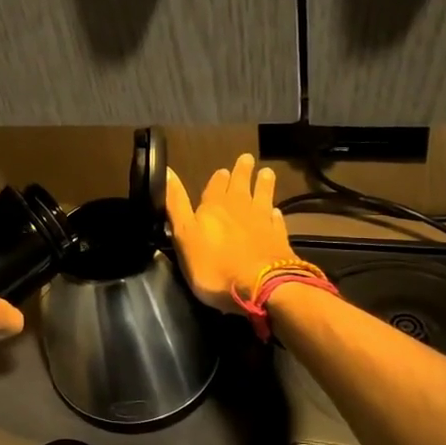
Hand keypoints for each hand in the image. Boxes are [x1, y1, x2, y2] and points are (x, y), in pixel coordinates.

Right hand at [166, 154, 295, 312]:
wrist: (261, 286)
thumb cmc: (214, 265)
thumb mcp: (184, 235)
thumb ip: (176, 204)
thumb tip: (166, 171)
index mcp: (213, 207)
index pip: (215, 186)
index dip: (218, 178)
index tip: (222, 169)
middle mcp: (239, 209)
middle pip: (241, 186)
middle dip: (242, 172)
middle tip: (248, 158)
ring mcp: (262, 223)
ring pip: (263, 197)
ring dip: (264, 185)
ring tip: (267, 172)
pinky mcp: (279, 240)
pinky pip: (277, 221)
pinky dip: (276, 214)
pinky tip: (276, 212)